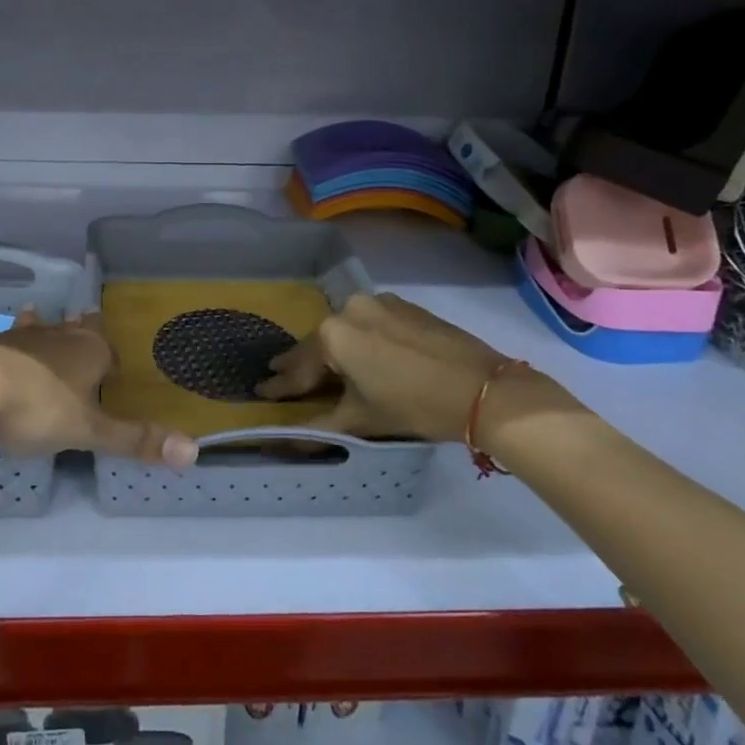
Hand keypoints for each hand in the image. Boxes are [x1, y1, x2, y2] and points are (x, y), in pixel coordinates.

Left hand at [0, 309, 197, 466]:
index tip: (113, 362)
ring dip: (41, 326)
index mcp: (88, 351)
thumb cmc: (36, 407)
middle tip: (82, 319)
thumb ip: (135, 440)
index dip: (111, 354)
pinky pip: (6, 342)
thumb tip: (193, 451)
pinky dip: (9, 345)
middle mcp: (57, 337)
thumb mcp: (88, 431)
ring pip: (38, 327)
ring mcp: (19, 338)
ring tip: (36, 315)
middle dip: (80, 329)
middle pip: (74, 328)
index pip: (106, 345)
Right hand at [256, 292, 509, 441]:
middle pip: (321, 342)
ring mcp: (379, 302)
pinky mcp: (404, 305)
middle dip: (304, 364)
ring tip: (325, 370)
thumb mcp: (362, 419)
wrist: (483, 389)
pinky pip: (371, 321)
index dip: (280, 385)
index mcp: (334, 334)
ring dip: (335, 350)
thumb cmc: (415, 405)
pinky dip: (361, 338)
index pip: (299, 366)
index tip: (261, 392)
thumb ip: (317, 427)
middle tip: (284, 379)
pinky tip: (365, 355)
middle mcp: (350, 307)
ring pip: (346, 329)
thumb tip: (280, 442)